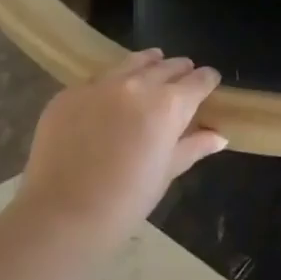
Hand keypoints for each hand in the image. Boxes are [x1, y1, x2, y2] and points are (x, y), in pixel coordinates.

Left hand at [14, 49, 225, 243]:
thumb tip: (219, 136)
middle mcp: (138, 84)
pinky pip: (98, 80)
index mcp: (169, 104)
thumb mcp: (167, 172)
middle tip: (181, 82)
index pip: (199, 78)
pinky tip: (107, 102)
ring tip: (150, 74)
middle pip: (168, 65)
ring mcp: (100, 85)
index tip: (209, 85)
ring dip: (147, 66)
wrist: (61, 217)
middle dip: (179, 71)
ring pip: (132, 62)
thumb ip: (194, 146)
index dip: (207, 81)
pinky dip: (110, 85)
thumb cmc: (126, 200)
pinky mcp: (68, 94)